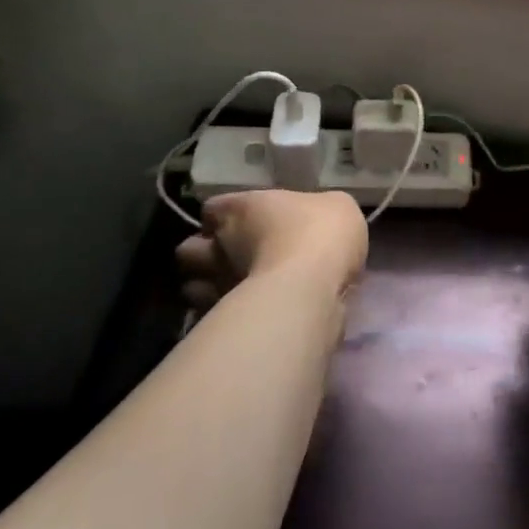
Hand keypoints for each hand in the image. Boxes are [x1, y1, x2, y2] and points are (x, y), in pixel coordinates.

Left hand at [175, 190, 367, 312]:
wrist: (311, 287)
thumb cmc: (319, 233)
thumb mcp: (338, 206)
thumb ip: (318, 210)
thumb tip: (317, 216)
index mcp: (241, 208)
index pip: (212, 208)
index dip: (223, 216)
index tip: (242, 225)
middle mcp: (219, 245)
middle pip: (190, 249)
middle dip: (204, 255)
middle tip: (233, 259)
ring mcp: (216, 285)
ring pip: (193, 287)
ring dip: (208, 288)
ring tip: (235, 292)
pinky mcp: (223, 321)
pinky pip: (212, 317)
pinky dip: (224, 316)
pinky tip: (249, 316)